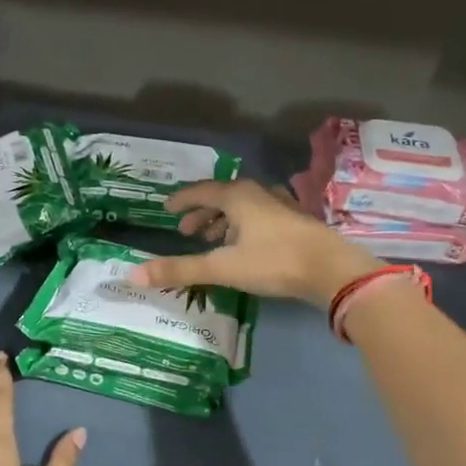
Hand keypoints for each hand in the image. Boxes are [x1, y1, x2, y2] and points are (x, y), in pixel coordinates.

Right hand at [130, 180, 382, 305]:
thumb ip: (180, 270)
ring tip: (213, 241)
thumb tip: (133, 275)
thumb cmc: (274, 261)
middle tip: (186, 231)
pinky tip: (246, 247)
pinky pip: (261, 218)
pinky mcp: (296, 223)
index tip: (167, 208)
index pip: (201, 191)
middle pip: (223, 197)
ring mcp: (281, 207)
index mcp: (238, 196)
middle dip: (202, 213)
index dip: (182, 200)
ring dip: (224, 221)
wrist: (332, 270)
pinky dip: (244, 228)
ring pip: (244, 208)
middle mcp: (259, 194)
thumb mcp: (222, 267)